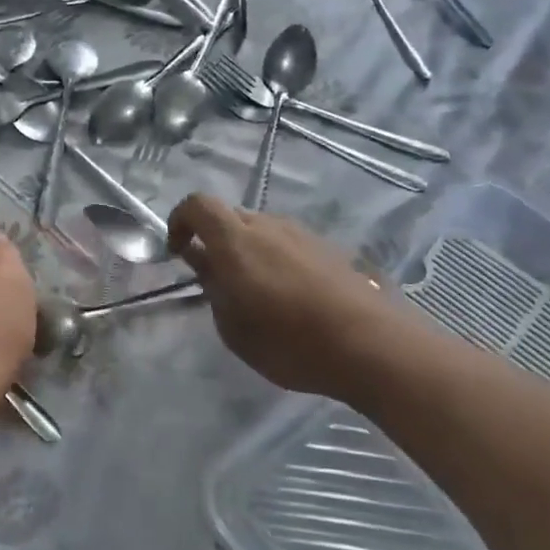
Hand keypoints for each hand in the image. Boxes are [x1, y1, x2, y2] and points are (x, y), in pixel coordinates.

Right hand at [168, 194, 395, 396]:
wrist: (371, 344)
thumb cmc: (289, 342)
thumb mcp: (234, 329)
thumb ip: (214, 291)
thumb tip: (207, 267)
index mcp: (235, 240)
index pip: (197, 204)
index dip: (180, 220)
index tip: (178, 251)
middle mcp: (267, 226)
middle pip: (230, 217)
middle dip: (215, 241)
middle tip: (217, 281)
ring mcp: (302, 234)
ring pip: (261, 230)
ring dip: (248, 251)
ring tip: (256, 293)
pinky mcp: (329, 248)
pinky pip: (288, 244)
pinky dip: (276, 260)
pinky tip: (290, 297)